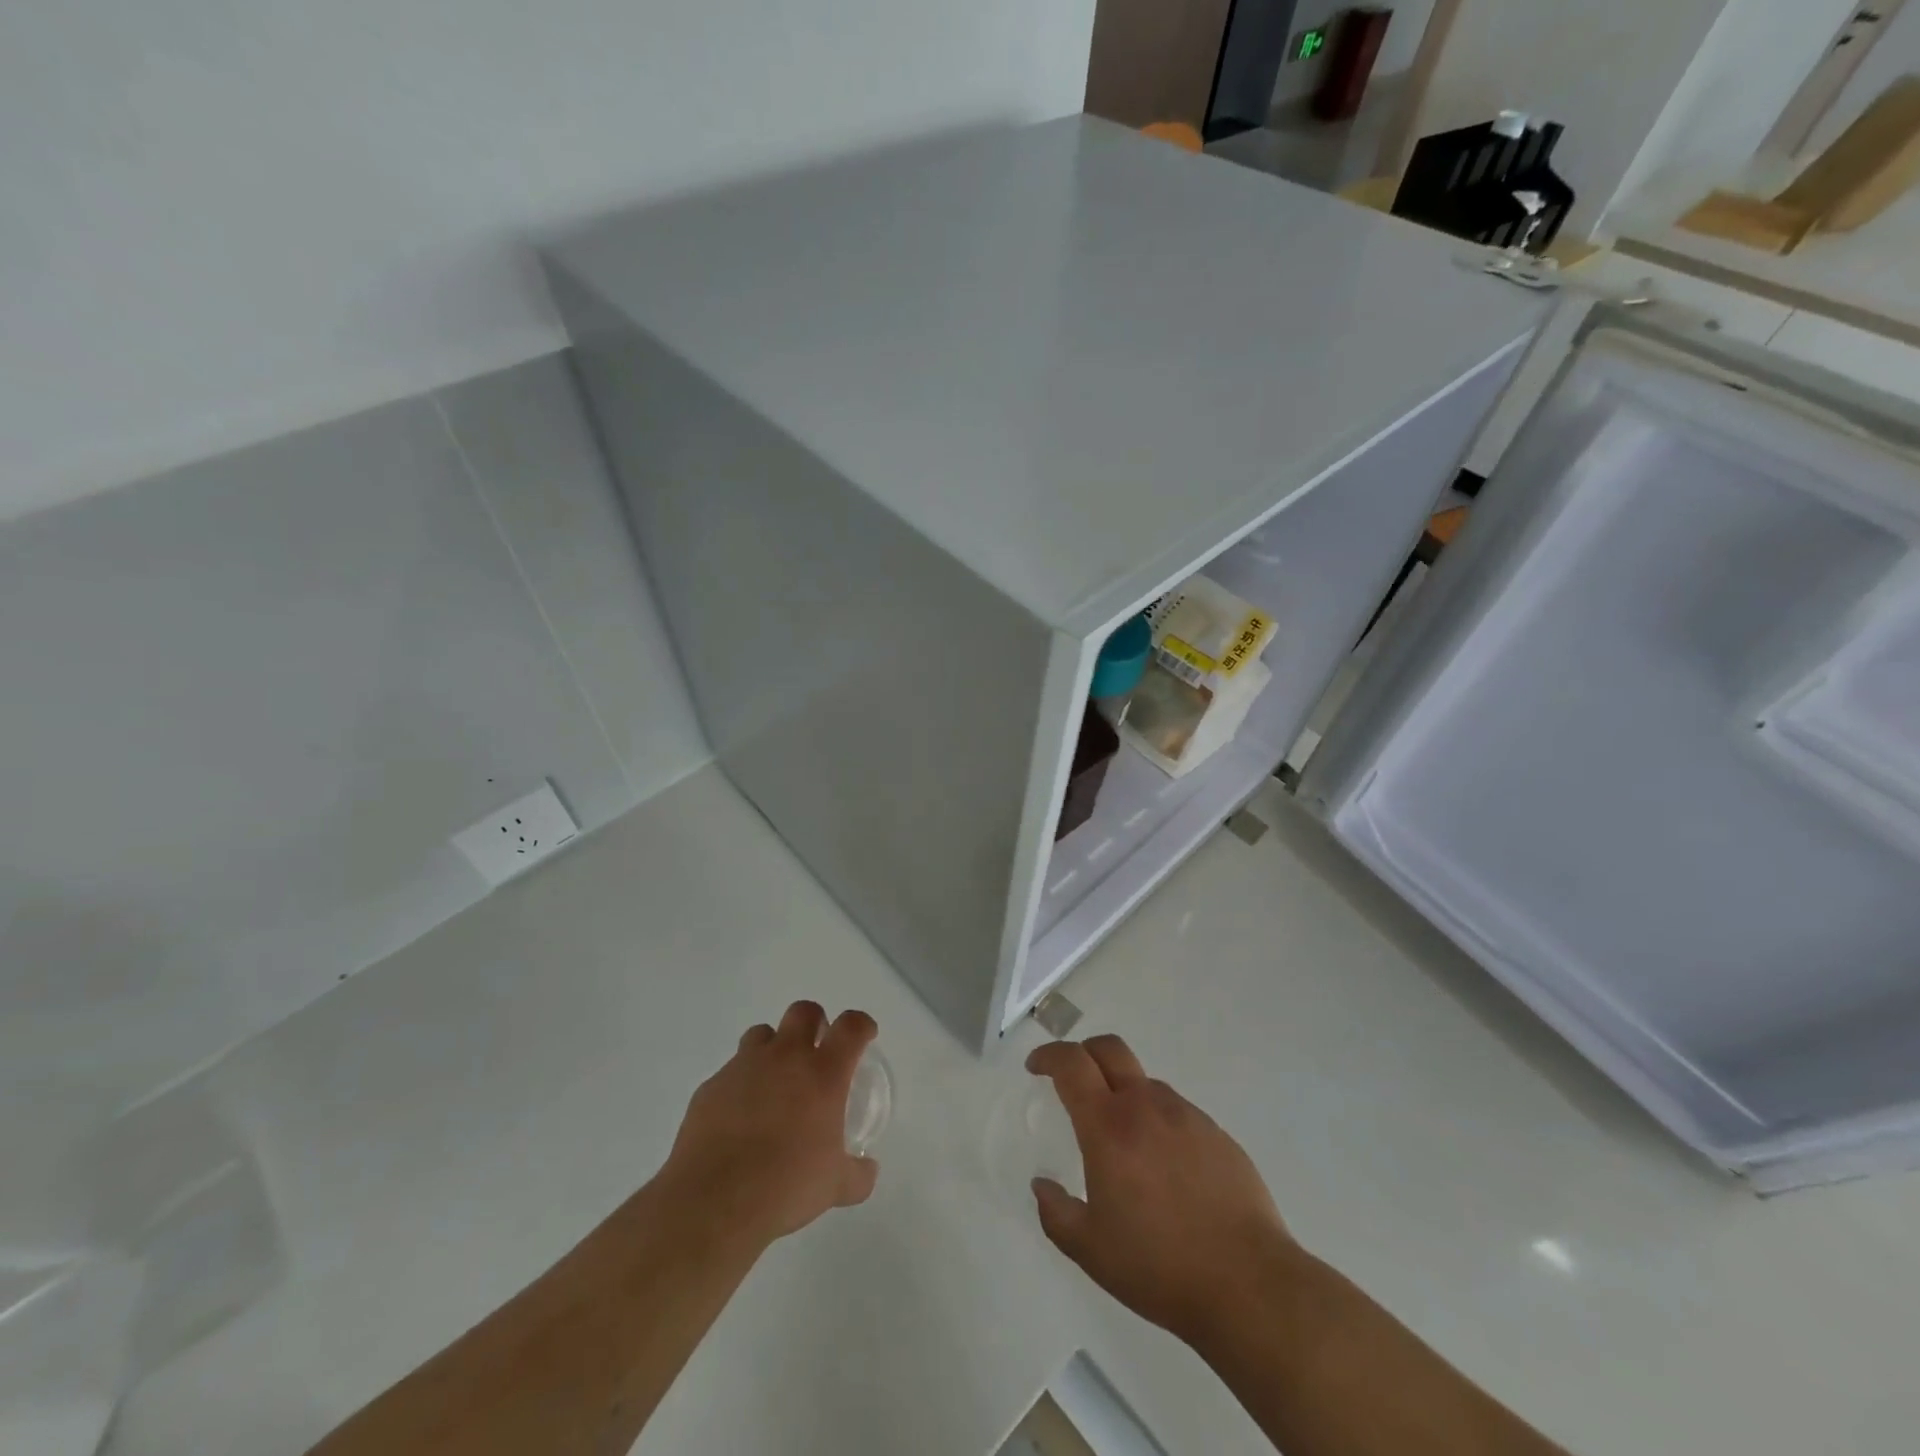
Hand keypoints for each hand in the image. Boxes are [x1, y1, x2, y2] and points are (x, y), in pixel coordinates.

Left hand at [657, 1001, 879, 1250]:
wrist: (713, 1203)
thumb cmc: (786, 1187)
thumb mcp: (836, 1188)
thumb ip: (857, 1174)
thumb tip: (866, 1169)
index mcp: (823, 1074)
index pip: (851, 1027)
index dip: (861, 1025)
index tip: (864, 1036)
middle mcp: (785, 1058)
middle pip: (804, 1011)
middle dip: (815, 1023)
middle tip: (817, 1051)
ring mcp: (744, 1067)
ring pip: (762, 1033)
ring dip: (774, 1048)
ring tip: (775, 1081)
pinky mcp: (711, 1086)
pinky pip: (731, 1071)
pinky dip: (741, 1084)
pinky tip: (740, 1117)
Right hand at [1027, 1034, 1297, 1345]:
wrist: (1249, 1284)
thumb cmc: (1160, 1266)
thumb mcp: (1091, 1251)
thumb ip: (1057, 1213)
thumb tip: (1042, 1185)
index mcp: (1109, 1127)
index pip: (1072, 1065)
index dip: (1049, 1056)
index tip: (1035, 1067)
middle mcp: (1146, 1107)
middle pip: (1110, 1049)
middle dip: (1084, 1052)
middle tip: (1071, 1078)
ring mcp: (1186, 1116)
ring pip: (1145, 1082)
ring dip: (1123, 1093)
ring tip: (1123, 1141)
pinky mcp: (1217, 1134)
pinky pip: (1176, 1112)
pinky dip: (1158, 1121)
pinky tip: (1165, 1167)